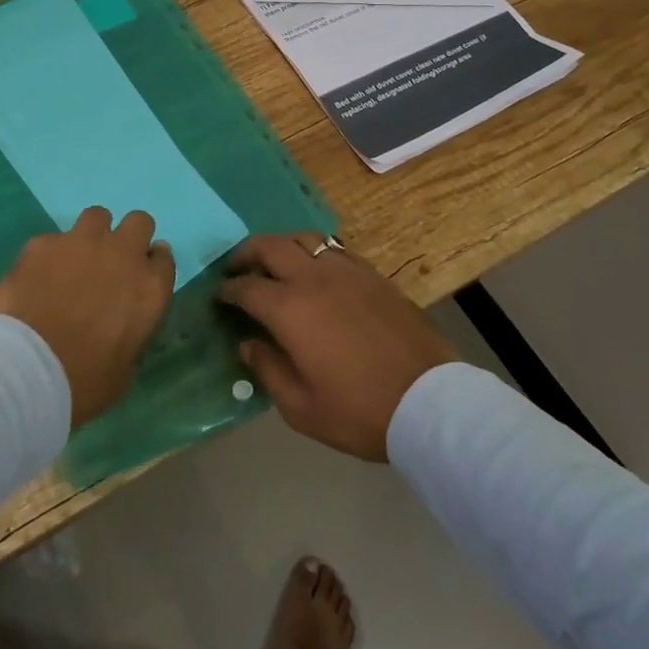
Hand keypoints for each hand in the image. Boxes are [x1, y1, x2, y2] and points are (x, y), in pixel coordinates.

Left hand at [0, 207, 175, 425]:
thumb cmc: (81, 384)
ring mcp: (81, 243)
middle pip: (139, 222)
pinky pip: (53, 239)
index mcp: (150, 288)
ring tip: (75, 262)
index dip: (151, 265)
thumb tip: (124, 323)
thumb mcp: (123, 370)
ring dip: (92, 236)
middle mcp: (122, 255)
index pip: (164, 258)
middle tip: (111, 263)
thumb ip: (131, 332)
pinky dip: (50, 255)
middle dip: (128, 237)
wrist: (24, 372)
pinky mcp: (43, 243)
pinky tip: (36, 278)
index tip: (140, 278)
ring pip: (97, 216)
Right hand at [220, 234, 456, 460]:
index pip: (247, 287)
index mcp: (290, 309)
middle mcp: (313, 278)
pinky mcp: (371, 273)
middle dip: (246, 253)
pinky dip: (314, 251)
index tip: (220, 297)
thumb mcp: (302, 407)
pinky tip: (315, 269)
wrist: (428, 400)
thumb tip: (248, 344)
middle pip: (270, 246)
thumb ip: (268, 370)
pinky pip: (333, 247)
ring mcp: (345, 270)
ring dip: (280, 244)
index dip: (228, 290)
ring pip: (303, 237)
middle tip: (236, 268)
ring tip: (274, 261)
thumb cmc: (359, 410)